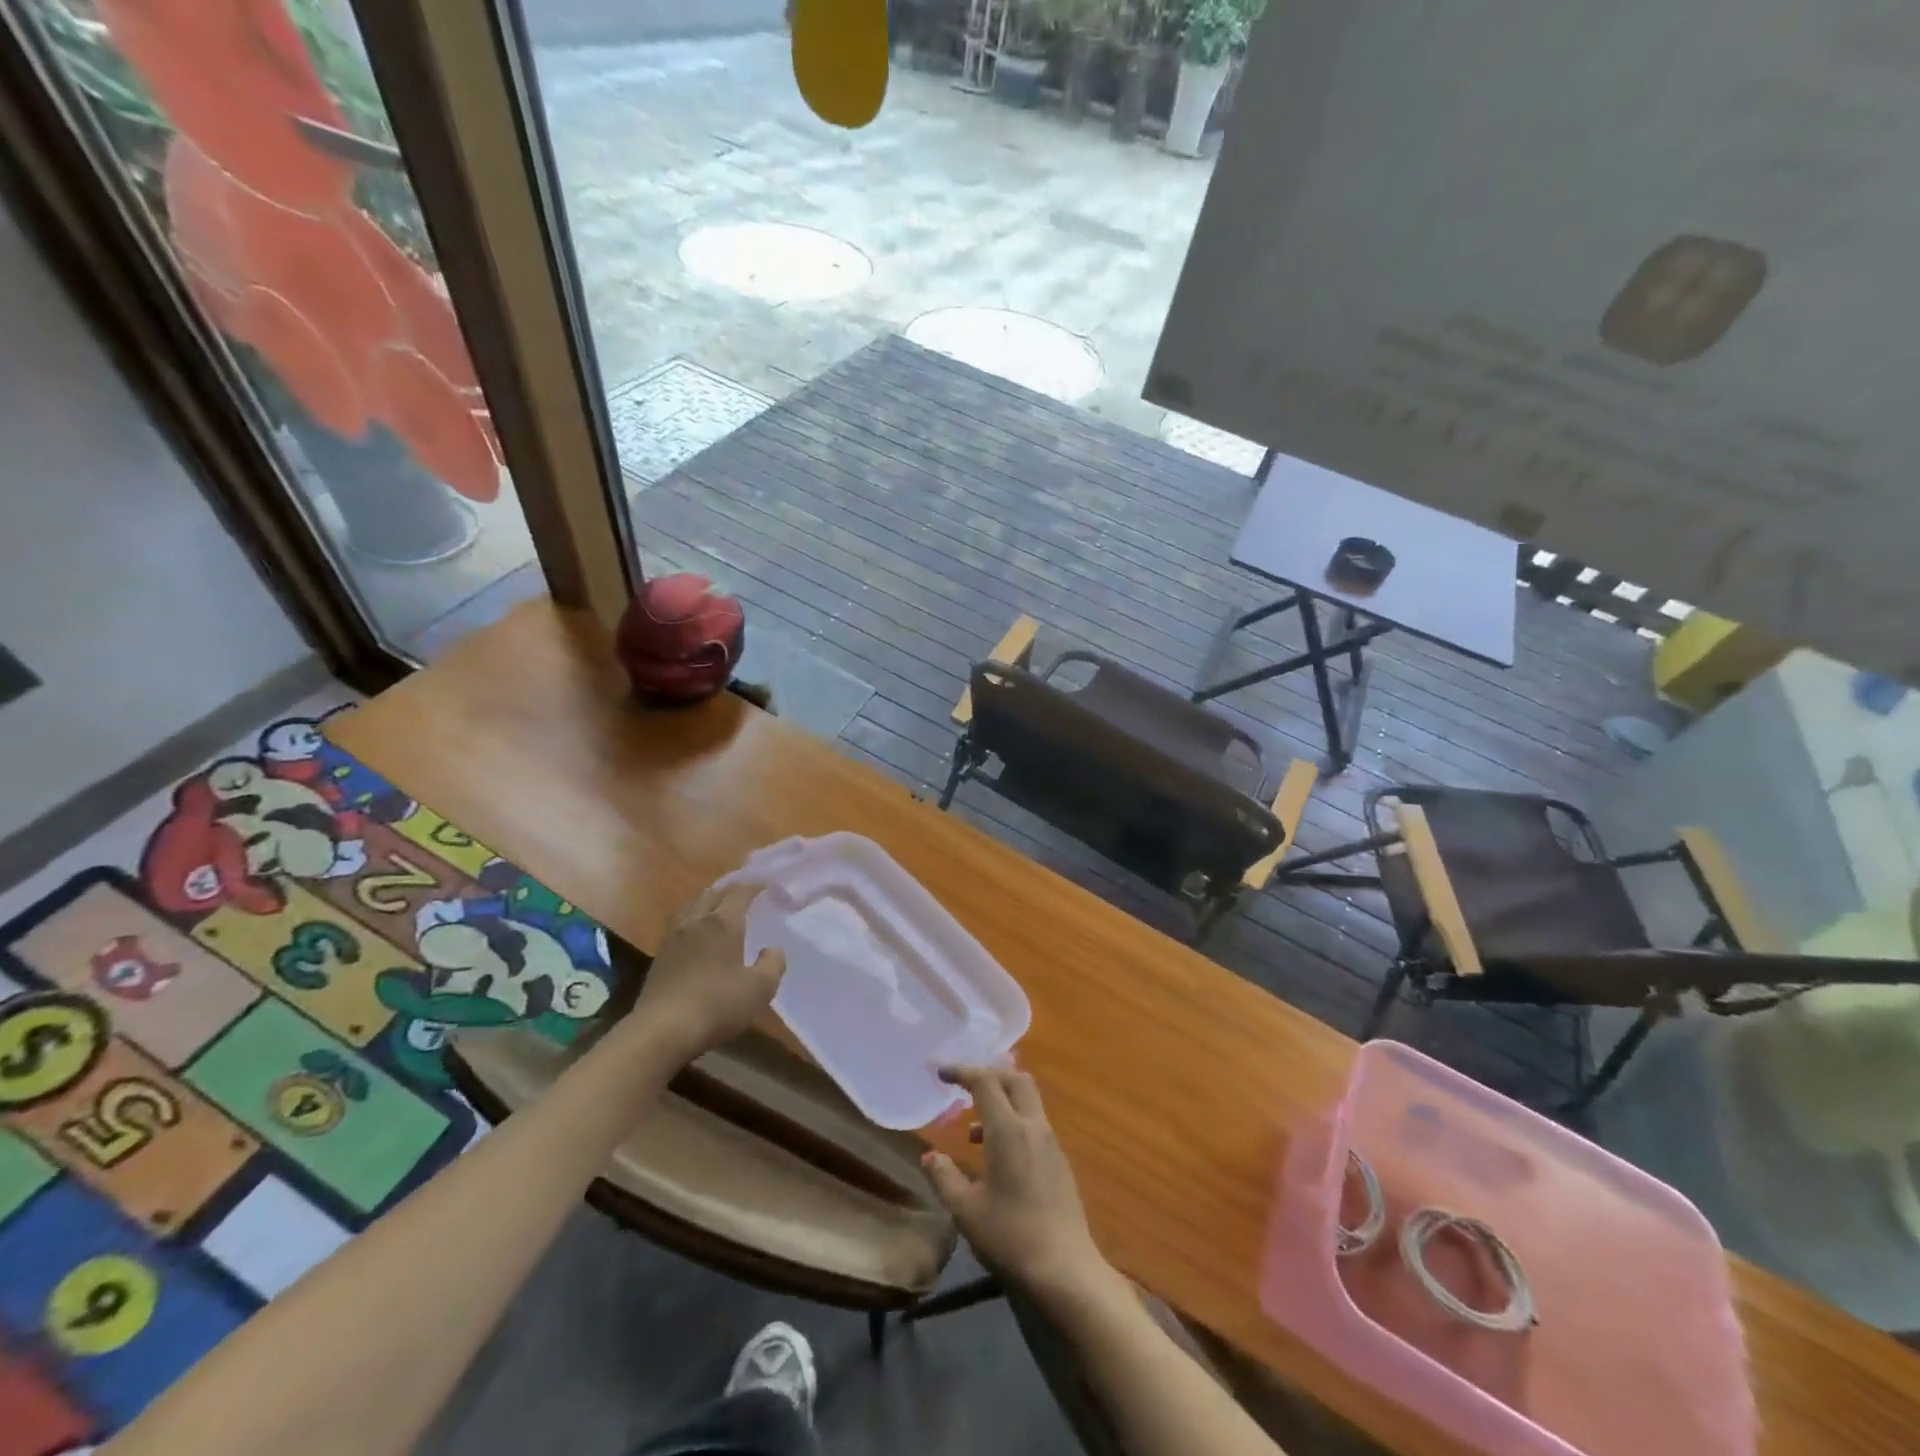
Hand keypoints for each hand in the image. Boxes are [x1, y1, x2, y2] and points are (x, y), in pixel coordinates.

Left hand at [633, 883, 785, 1062]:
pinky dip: (691, 920)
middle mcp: (696, 922)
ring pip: (691, 907)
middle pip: (711, 894)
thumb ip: (773, 964)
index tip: (766, 885)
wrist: (662, 1030)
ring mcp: (673, 938)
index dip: (754, 886)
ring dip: (706, 901)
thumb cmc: (717, 1005)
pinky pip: (678, 925)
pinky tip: (695, 934)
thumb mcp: (760, 989)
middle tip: (743, 893)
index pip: (739, 893)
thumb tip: (773, 949)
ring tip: (717, 907)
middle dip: (728, 890)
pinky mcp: (659, 957)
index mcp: (723, 923)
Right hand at [923, 1066, 1109, 1300]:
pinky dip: (1014, 1122)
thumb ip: (945, 1177)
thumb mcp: (966, 1210)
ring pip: (1028, 1100)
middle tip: (964, 1087)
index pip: (985, 1081)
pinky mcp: (1060, 1161)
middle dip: (989, 1075)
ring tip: (973, 1131)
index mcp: (1008, 1130)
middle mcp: (1033, 1126)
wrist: (1064, 1269)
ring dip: (1002, 1101)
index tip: (942, 1072)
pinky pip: (1035, 1123)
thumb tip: (931, 1156)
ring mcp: (1050, 1142)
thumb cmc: (1010, 1236)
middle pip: (1015, 1079)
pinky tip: (999, 1156)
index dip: (962, 1071)